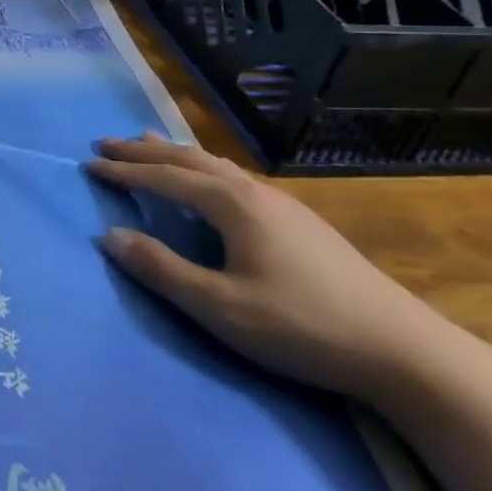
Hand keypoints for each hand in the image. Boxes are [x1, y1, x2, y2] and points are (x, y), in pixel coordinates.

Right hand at [87, 134, 455, 401]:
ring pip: (215, 163)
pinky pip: (233, 176)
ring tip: (149, 142)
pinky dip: (203, 166)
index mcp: (231, 204)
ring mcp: (281, 203)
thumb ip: (161, 269)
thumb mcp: (220, 307)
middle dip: (144, 150)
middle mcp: (253, 191)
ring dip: (175, 152)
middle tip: (108, 143)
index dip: (125, 171)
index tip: (89, 164)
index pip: (164, 177)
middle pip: (188, 159)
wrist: (402, 348)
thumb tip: (109, 235)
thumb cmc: (301, 326)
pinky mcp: (299, 220)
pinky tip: (210, 179)